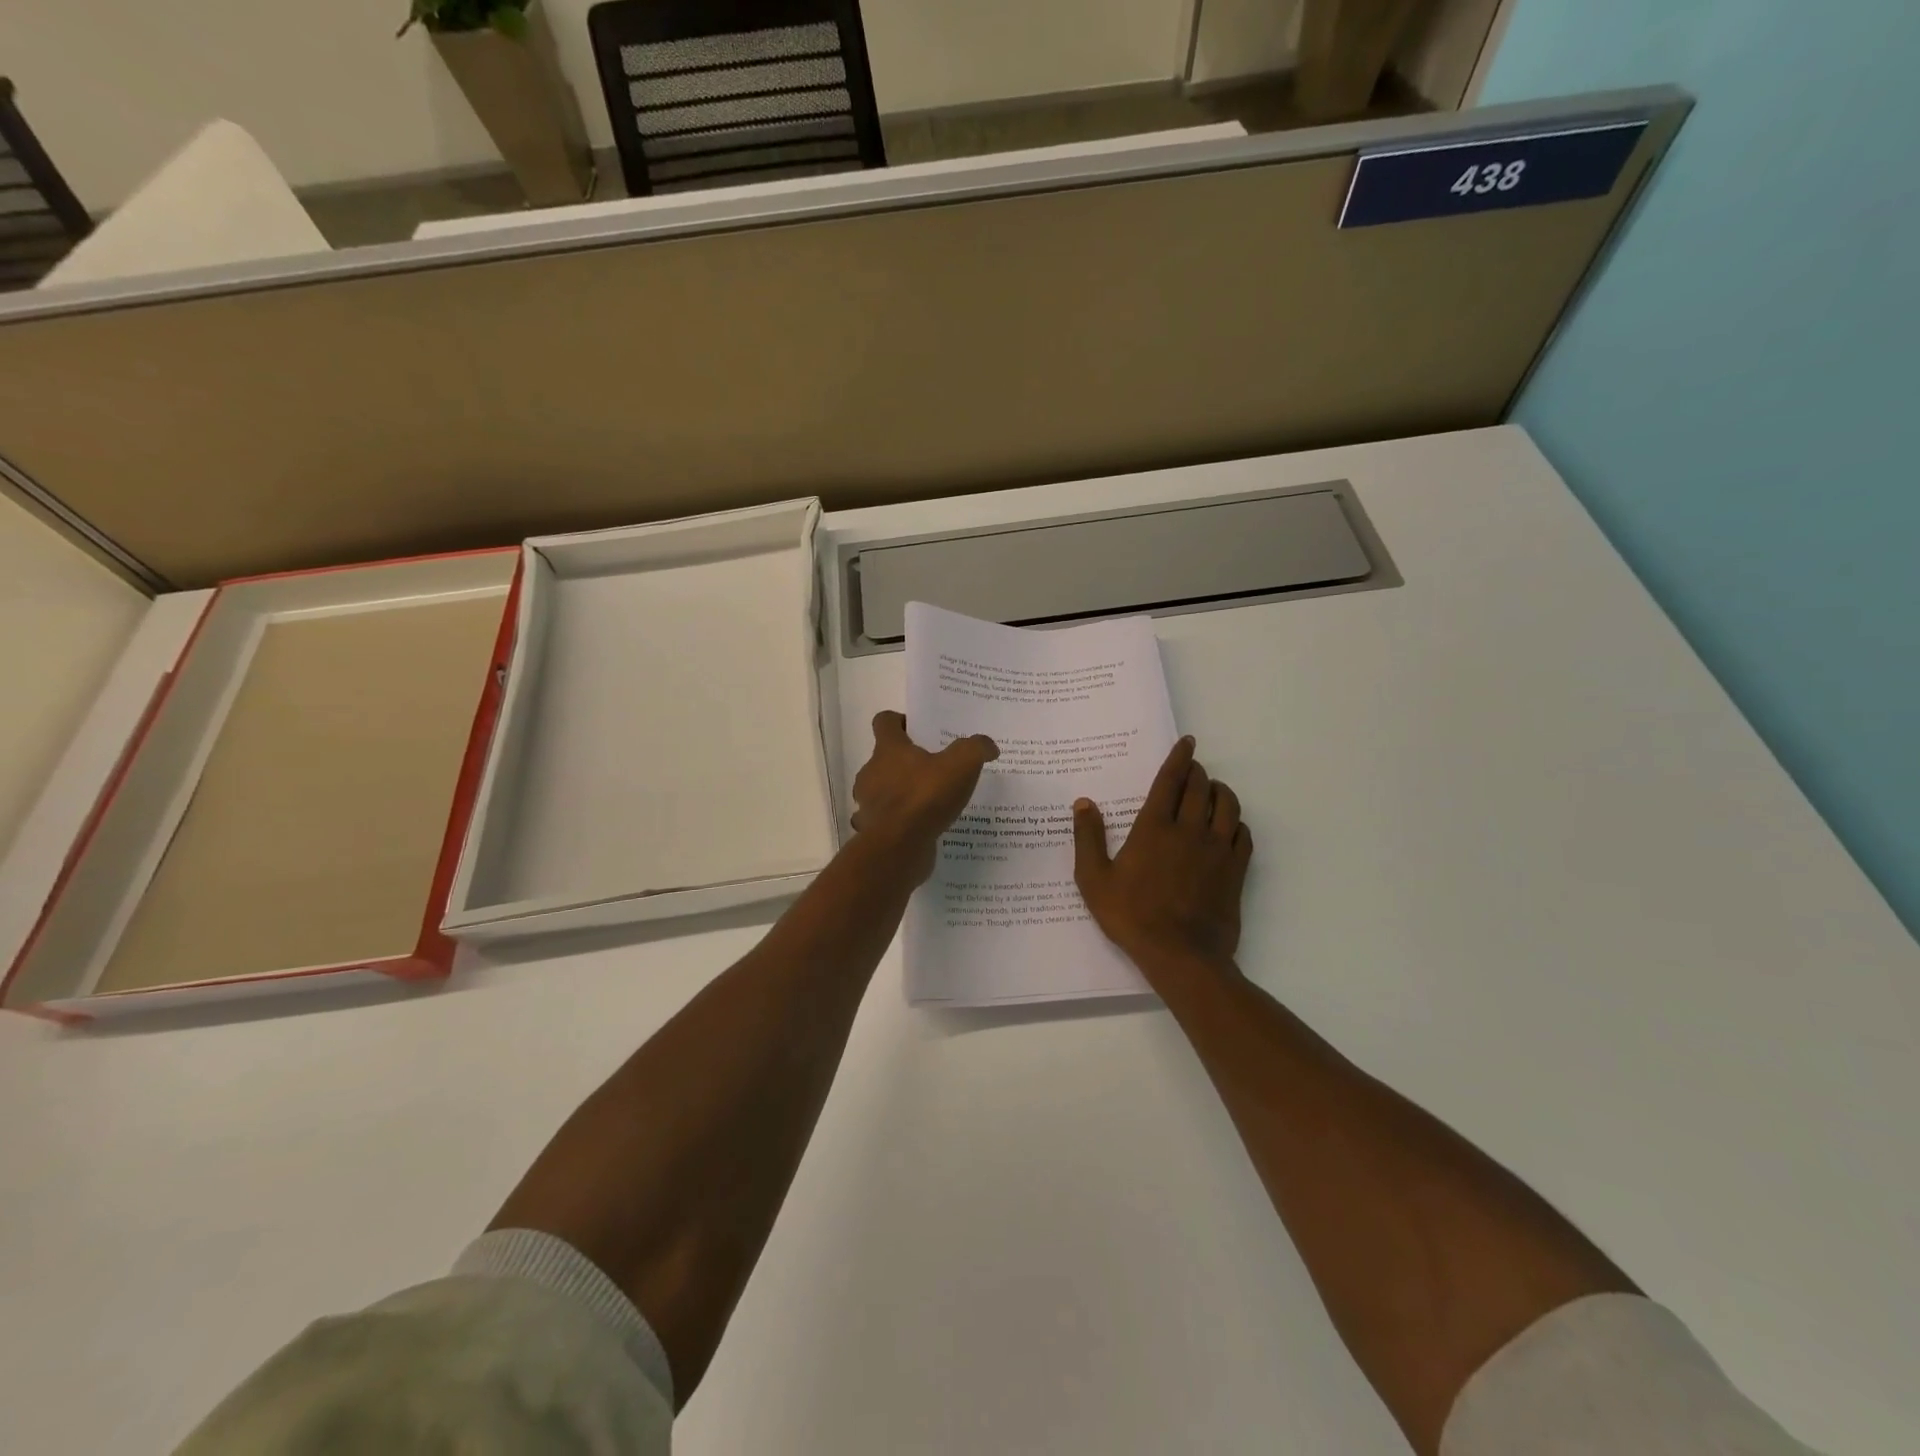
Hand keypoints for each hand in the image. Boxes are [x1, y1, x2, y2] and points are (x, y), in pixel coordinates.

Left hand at [851, 711, 998, 881]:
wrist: (898, 848)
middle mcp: (871, 772)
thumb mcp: (962, 765)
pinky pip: (888, 820)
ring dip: (902, 792)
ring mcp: (869, 803)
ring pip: (884, 790)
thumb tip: (988, 746)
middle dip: (907, 761)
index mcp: (888, 749)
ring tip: (932, 800)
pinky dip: (902, 820)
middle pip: (885, 758)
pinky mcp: (873, 830)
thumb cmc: (925, 797)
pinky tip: (924, 826)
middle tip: (935, 767)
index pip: (885, 721)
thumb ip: (976, 749)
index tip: (919, 730)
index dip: (900, 721)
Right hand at [1073, 736, 1252, 975]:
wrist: (1181, 955)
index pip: (1171, 781)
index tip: (1187, 742)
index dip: (1179, 758)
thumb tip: (1083, 803)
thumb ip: (1088, 838)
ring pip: (1227, 805)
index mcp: (1154, 828)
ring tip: (1213, 790)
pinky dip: (1237, 821)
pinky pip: (1243, 833)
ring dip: (1221, 790)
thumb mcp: (1094, 880)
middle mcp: (1189, 829)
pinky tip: (1230, 825)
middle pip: (1200, 787)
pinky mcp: (1235, 869)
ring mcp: (1217, 849)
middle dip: (1197, 771)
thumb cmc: (1132, 916)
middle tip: (1193, 769)